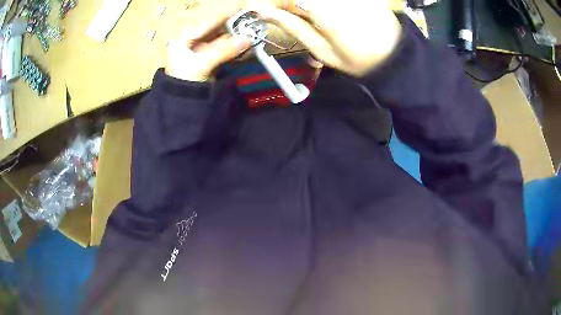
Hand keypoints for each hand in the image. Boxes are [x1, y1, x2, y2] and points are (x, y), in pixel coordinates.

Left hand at [165, 10, 250, 81]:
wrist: (182, 107)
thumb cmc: (185, 82)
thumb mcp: (203, 64)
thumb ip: (225, 50)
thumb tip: (247, 39)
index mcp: (182, 41)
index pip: (205, 25)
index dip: (222, 17)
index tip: (239, 9)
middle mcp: (190, 44)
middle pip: (213, 32)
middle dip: (231, 28)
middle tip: (248, 21)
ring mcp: (200, 53)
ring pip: (219, 42)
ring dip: (234, 38)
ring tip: (250, 31)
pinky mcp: (208, 63)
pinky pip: (222, 52)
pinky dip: (233, 49)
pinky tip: (244, 44)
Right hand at [250, 0, 401, 76]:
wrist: (395, 56)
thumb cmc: (357, 59)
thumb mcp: (322, 50)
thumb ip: (293, 27)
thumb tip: (265, 13)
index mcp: (323, 12)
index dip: (272, 3)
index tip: (266, 11)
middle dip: (290, 4)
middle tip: (292, 14)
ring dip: (305, 5)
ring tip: (307, 14)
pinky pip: (332, 0)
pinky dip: (321, 6)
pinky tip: (322, 13)